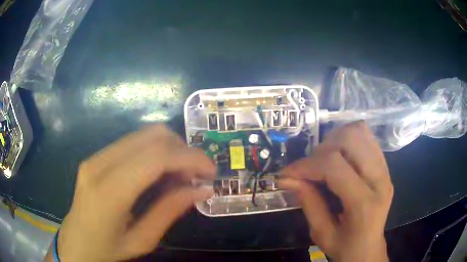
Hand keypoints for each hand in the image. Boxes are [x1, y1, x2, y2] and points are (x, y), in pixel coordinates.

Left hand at [53, 125, 215, 261]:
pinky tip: (160, 173)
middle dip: (183, 150)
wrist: (75, 243)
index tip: (211, 172)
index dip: (189, 158)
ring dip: (170, 149)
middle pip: (152, 137)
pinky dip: (155, 152)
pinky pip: (133, 143)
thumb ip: (170, 211)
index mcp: (108, 192)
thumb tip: (201, 190)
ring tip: (181, 175)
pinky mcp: (96, 157)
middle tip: (197, 175)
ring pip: (144, 135)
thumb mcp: (142, 240)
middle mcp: (99, 164)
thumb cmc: (106, 250)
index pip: (155, 158)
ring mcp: (95, 157)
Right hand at [279, 122, 392, 261]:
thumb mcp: (321, 233)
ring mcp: (385, 169)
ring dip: (335, 141)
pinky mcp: (384, 165)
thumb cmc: (345, 247)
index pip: (334, 166)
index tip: (287, 174)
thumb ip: (307, 202)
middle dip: (321, 150)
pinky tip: (338, 156)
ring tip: (323, 161)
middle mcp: (380, 179)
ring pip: (359, 131)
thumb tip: (287, 178)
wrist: (368, 248)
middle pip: (350, 139)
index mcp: (364, 203)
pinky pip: (366, 137)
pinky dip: (347, 140)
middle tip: (309, 169)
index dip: (306, 166)